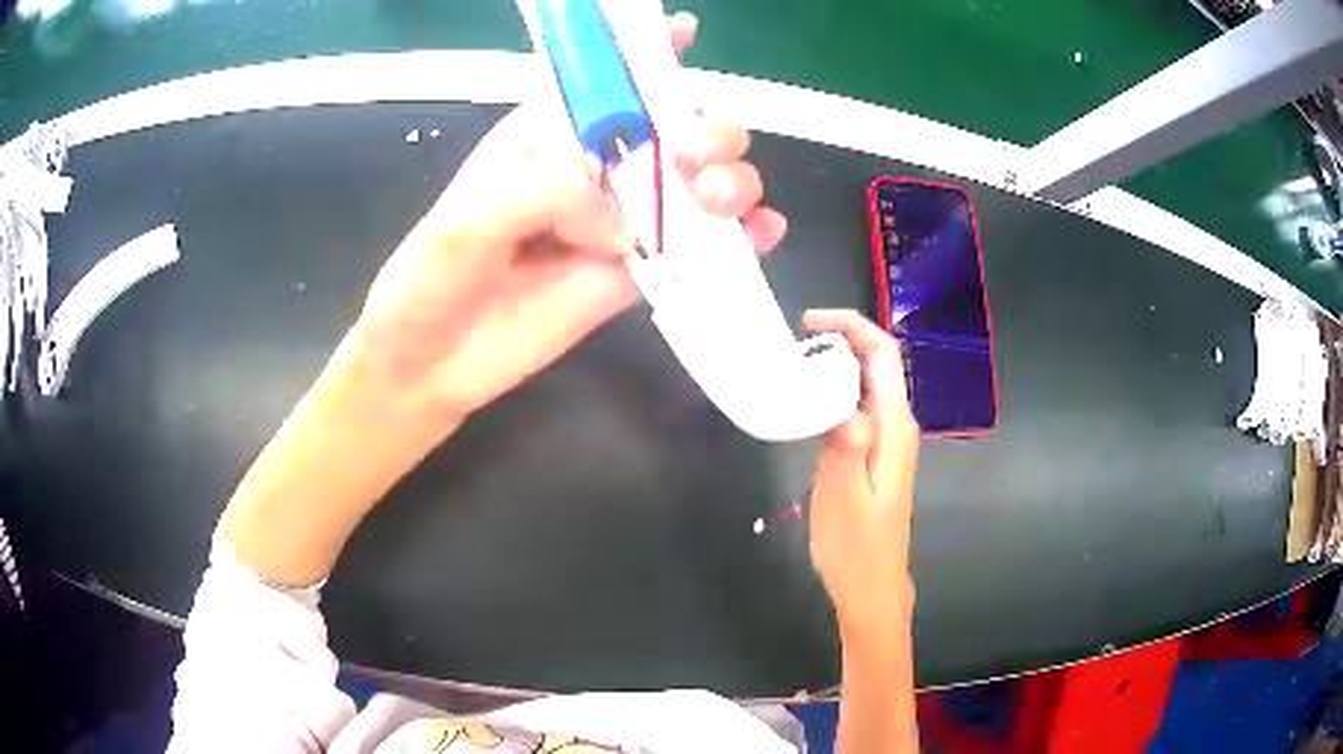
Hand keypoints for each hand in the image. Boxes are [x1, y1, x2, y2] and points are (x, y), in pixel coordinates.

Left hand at [348, 12, 786, 429]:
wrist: (432, 363)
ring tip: (718, 200)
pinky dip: (740, 238)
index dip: (646, 53)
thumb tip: (626, 225)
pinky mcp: (635, 273)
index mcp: (545, 136)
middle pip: (673, 128)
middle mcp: (591, 170)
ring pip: (698, 182)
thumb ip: (548, 197)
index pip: (604, 81)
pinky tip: (762, 236)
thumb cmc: (431, 278)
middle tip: (693, 157)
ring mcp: (619, 222)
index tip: (684, 31)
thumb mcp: (469, 221)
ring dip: (731, 178)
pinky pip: (698, 247)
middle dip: (706, 128)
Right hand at [803, 309, 919, 635]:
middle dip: (842, 337)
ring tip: (796, 362)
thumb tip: (846, 401)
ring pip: (869, 382)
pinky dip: (836, 389)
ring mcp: (888, 440)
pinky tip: (809, 400)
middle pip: (879, 362)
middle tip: (794, 340)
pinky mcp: (876, 454)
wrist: (872, 587)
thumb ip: (847, 446)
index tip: (808, 322)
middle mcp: (897, 426)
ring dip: (838, 361)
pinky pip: (860, 405)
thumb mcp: (843, 498)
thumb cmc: (855, 547)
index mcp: (894, 428)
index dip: (852, 326)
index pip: (884, 355)